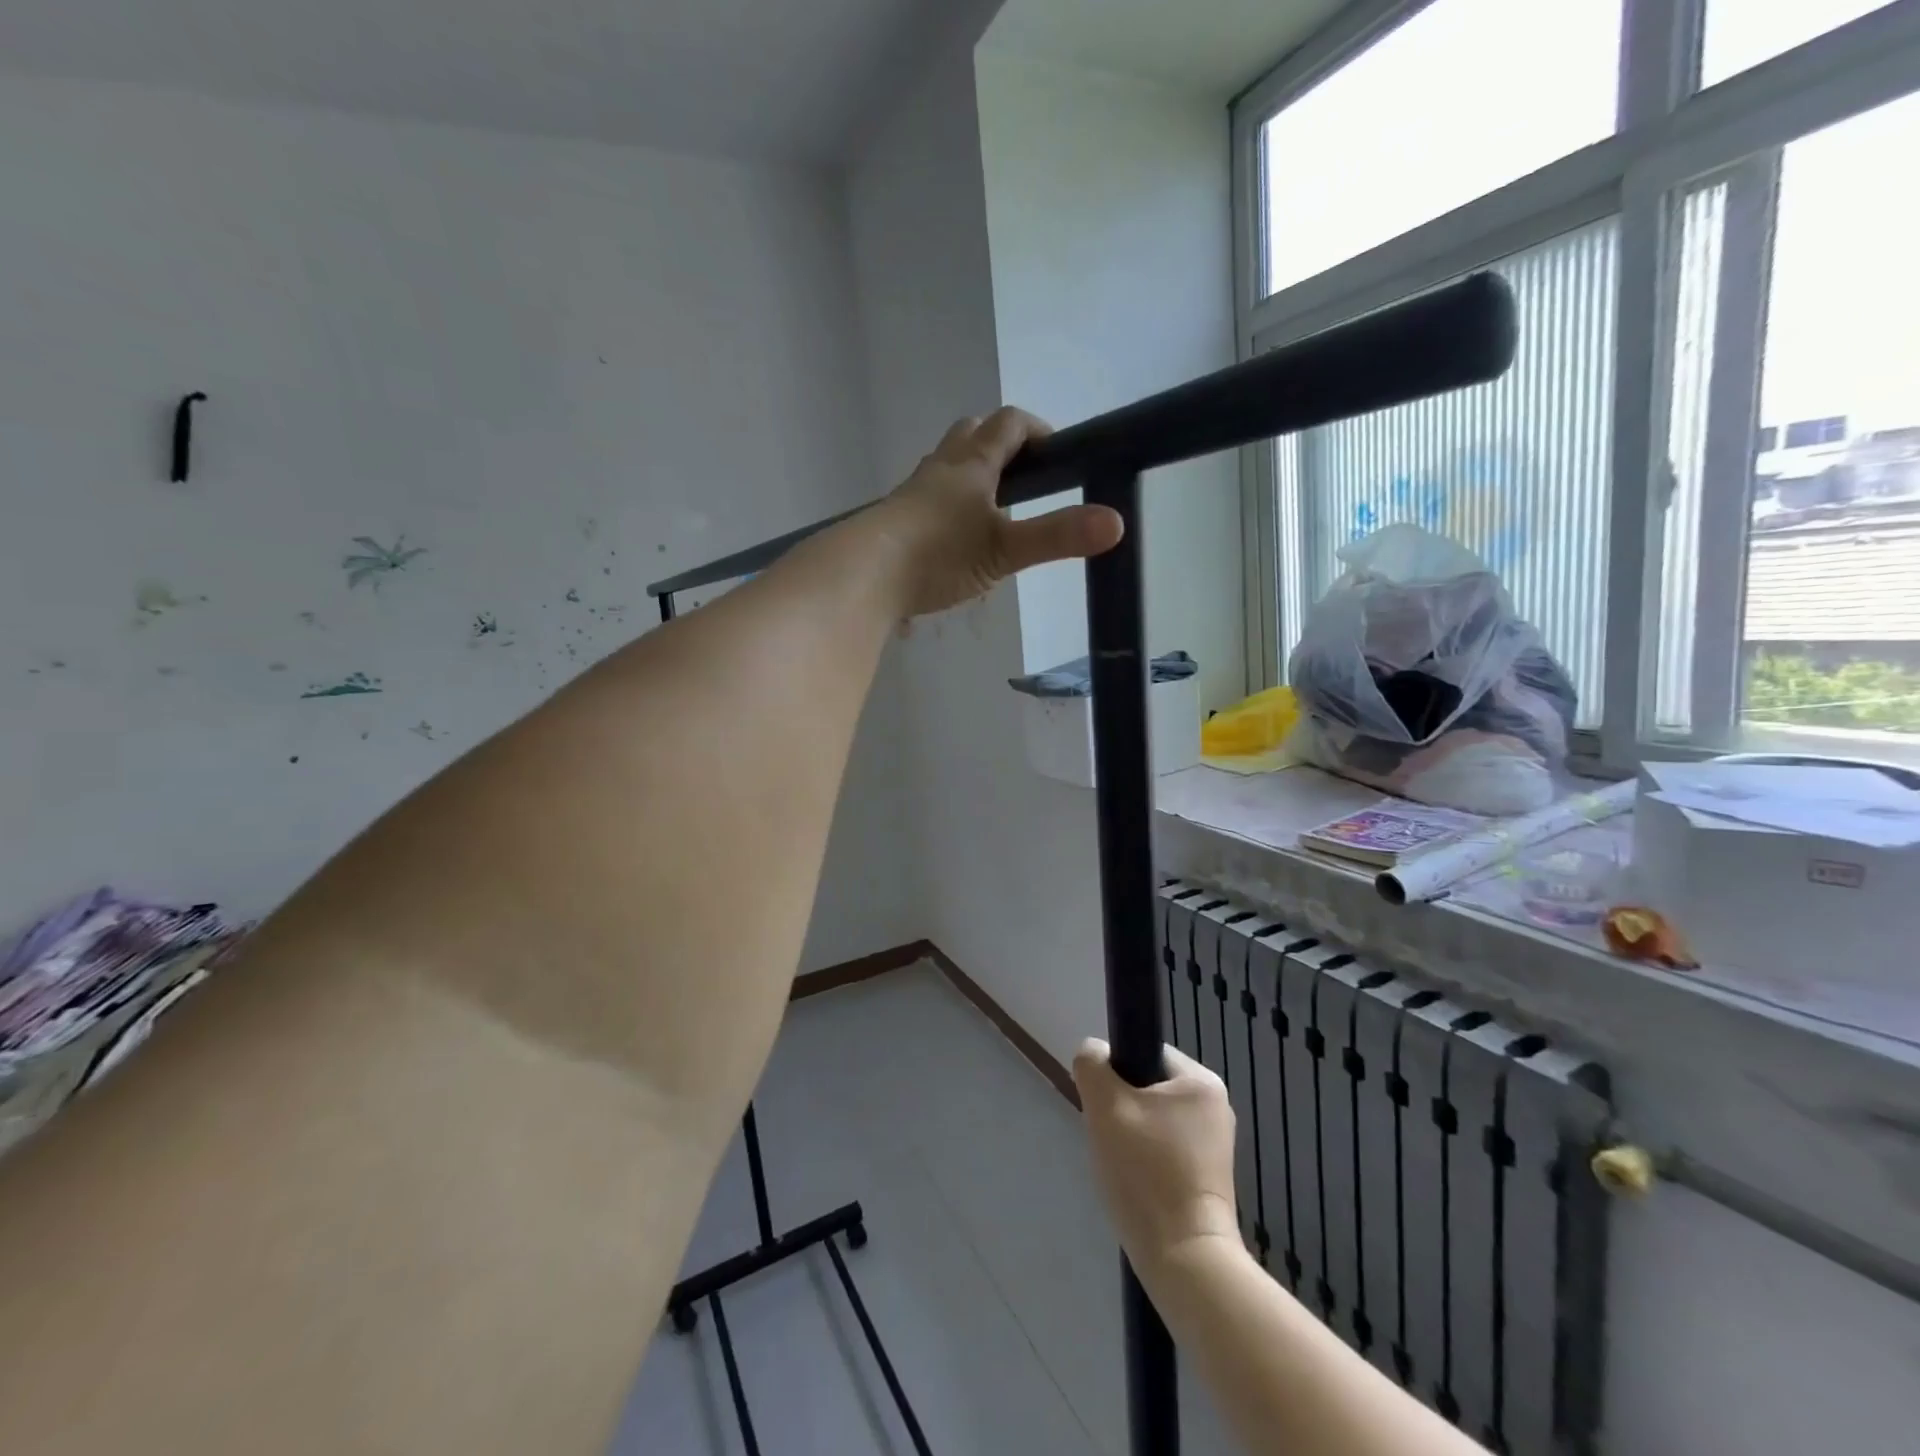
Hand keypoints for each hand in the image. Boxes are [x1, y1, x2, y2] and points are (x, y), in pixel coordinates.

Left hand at [868, 407, 1123, 617]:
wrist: (864, 575)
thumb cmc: (938, 554)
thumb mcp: (1005, 550)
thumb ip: (1057, 536)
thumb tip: (1116, 523)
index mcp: (971, 464)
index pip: (1008, 424)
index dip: (1036, 430)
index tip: (1057, 453)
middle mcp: (940, 468)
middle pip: (971, 434)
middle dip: (1000, 444)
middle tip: (1023, 477)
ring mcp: (912, 493)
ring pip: (946, 465)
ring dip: (971, 473)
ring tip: (992, 511)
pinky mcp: (894, 520)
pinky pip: (926, 498)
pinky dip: (947, 504)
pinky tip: (953, 539)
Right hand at [1073, 1040, 1240, 1276]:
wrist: (1186, 1261)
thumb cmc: (1147, 1173)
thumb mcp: (1106, 1106)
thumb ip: (1092, 1065)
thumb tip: (1092, 1054)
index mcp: (1201, 1081)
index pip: (1145, 1054)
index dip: (1115, 1075)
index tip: (1104, 1107)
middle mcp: (1215, 1107)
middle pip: (1147, 1089)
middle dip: (1121, 1111)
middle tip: (1109, 1139)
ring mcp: (1215, 1146)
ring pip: (1152, 1122)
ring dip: (1130, 1138)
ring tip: (1121, 1168)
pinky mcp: (1209, 1179)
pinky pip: (1164, 1151)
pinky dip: (1145, 1163)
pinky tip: (1136, 1186)